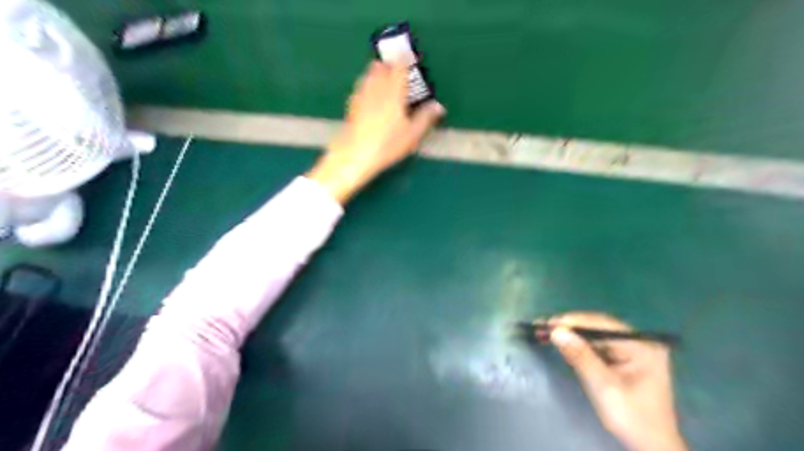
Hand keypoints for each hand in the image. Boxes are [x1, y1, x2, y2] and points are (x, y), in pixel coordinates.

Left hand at [308, 59, 445, 204]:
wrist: (355, 154)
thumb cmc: (387, 144)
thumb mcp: (412, 135)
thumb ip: (425, 118)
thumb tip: (438, 106)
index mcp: (393, 92)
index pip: (399, 68)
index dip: (404, 60)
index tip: (409, 58)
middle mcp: (376, 89)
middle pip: (380, 67)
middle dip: (389, 65)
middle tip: (397, 70)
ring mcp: (361, 96)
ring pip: (368, 76)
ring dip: (376, 73)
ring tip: (383, 80)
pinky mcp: (352, 106)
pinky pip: (360, 88)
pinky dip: (367, 86)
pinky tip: (370, 96)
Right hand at [546, 312, 683, 450]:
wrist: (652, 448)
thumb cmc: (632, 418)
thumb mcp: (603, 386)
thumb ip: (580, 356)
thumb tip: (556, 331)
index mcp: (641, 346)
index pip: (602, 325)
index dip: (573, 322)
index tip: (548, 323)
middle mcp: (639, 342)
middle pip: (598, 328)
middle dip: (570, 328)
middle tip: (543, 327)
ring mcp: (632, 350)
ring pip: (595, 336)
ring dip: (572, 335)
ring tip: (546, 333)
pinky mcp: (624, 359)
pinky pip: (598, 346)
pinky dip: (579, 345)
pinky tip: (563, 344)